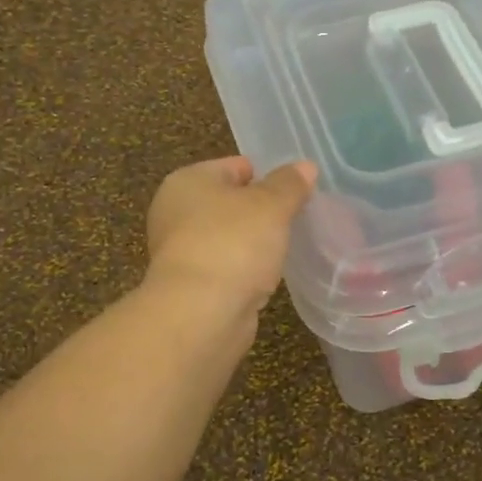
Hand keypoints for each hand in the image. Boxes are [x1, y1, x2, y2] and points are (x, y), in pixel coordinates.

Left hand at [144, 156, 316, 318]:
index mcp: (187, 181)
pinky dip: (244, 270)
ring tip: (286, 248)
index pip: (234, 166)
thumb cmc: (233, 244)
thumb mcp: (271, 206)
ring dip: (253, 243)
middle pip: (229, 202)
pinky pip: (226, 267)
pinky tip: (266, 277)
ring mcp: (180, 251)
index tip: (296, 192)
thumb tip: (305, 167)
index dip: (267, 175)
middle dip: (261, 211)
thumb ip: (289, 185)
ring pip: (228, 237)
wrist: (200, 313)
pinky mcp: (190, 286)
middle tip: (296, 220)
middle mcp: (176, 212)